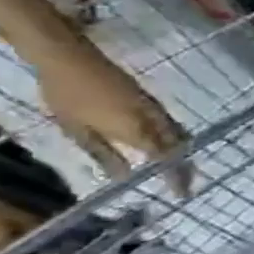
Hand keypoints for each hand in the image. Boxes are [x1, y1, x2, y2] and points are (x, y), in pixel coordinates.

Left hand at [33, 42, 191, 195]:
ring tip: (179, 168)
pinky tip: (167, 146)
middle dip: (186, 166)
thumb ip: (104, 153)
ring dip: (183, 153)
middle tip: (186, 184)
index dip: (176, 177)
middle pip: (181, 147)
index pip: (166, 159)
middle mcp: (154, 121)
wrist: (72, 60)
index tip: (183, 194)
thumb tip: (124, 176)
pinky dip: (175, 140)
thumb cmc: (67, 96)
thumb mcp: (77, 129)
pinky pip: (172, 125)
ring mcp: (155, 109)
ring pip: (180, 135)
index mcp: (136, 130)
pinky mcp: (151, 102)